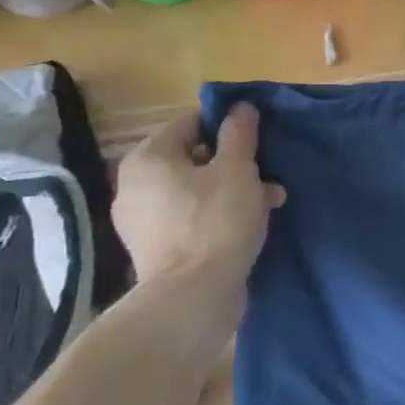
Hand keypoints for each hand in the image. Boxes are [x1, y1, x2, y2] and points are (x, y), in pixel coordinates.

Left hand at [113, 106, 286, 286]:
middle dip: (235, 164)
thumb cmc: (216, 222)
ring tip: (270, 203)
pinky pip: (190, 218)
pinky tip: (248, 226)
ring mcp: (141, 220)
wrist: (193, 297)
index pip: (190, 123)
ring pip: (195, 190)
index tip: (257, 140)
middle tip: (268, 177)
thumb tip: (240, 107)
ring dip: (232, 191)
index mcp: (148, 158)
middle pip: (193, 158)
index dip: (227, 126)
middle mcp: (134, 185)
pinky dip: (217, 215)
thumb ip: (239, 134)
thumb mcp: (237, 170)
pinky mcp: (154, 249)